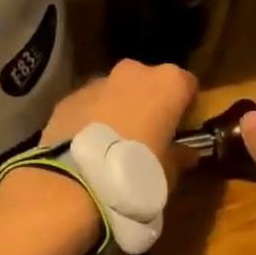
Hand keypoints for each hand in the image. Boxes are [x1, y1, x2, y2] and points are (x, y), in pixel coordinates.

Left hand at [39, 59, 198, 175]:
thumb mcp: (169, 172)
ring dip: (118, 109)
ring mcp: (96, 82)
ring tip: (114, 143)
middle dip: (149, 103)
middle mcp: (133, 72)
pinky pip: (88, 106)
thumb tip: (187, 153)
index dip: (187, 106)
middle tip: (148, 134)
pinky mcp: (68, 99)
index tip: (183, 127)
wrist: (76, 182)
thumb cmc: (137, 171)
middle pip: (148, 82)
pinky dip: (91, 119)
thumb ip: (180, 156)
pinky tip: (88, 146)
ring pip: (115, 91)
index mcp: (168, 83)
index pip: (187, 84)